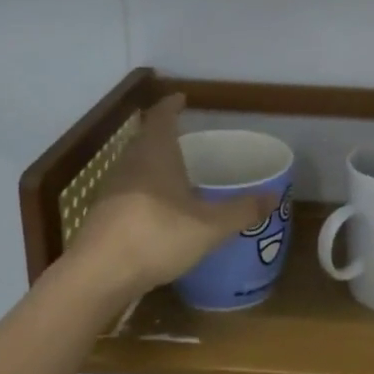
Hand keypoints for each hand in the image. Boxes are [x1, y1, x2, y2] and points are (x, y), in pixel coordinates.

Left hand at [71, 94, 274, 293]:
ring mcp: (112, 189)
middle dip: (163, 133)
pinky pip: (128, 189)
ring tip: (174, 169)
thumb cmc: (157, 236)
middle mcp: (130, 164)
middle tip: (184, 135)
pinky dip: (144, 188)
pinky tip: (158, 207)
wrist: (99, 275)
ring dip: (152, 162)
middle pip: (145, 139)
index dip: (171, 106)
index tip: (181, 98)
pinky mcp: (104, 214)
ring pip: (135, 164)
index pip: (161, 117)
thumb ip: (242, 211)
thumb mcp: (210, 226)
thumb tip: (274, 196)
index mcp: (155, 154)